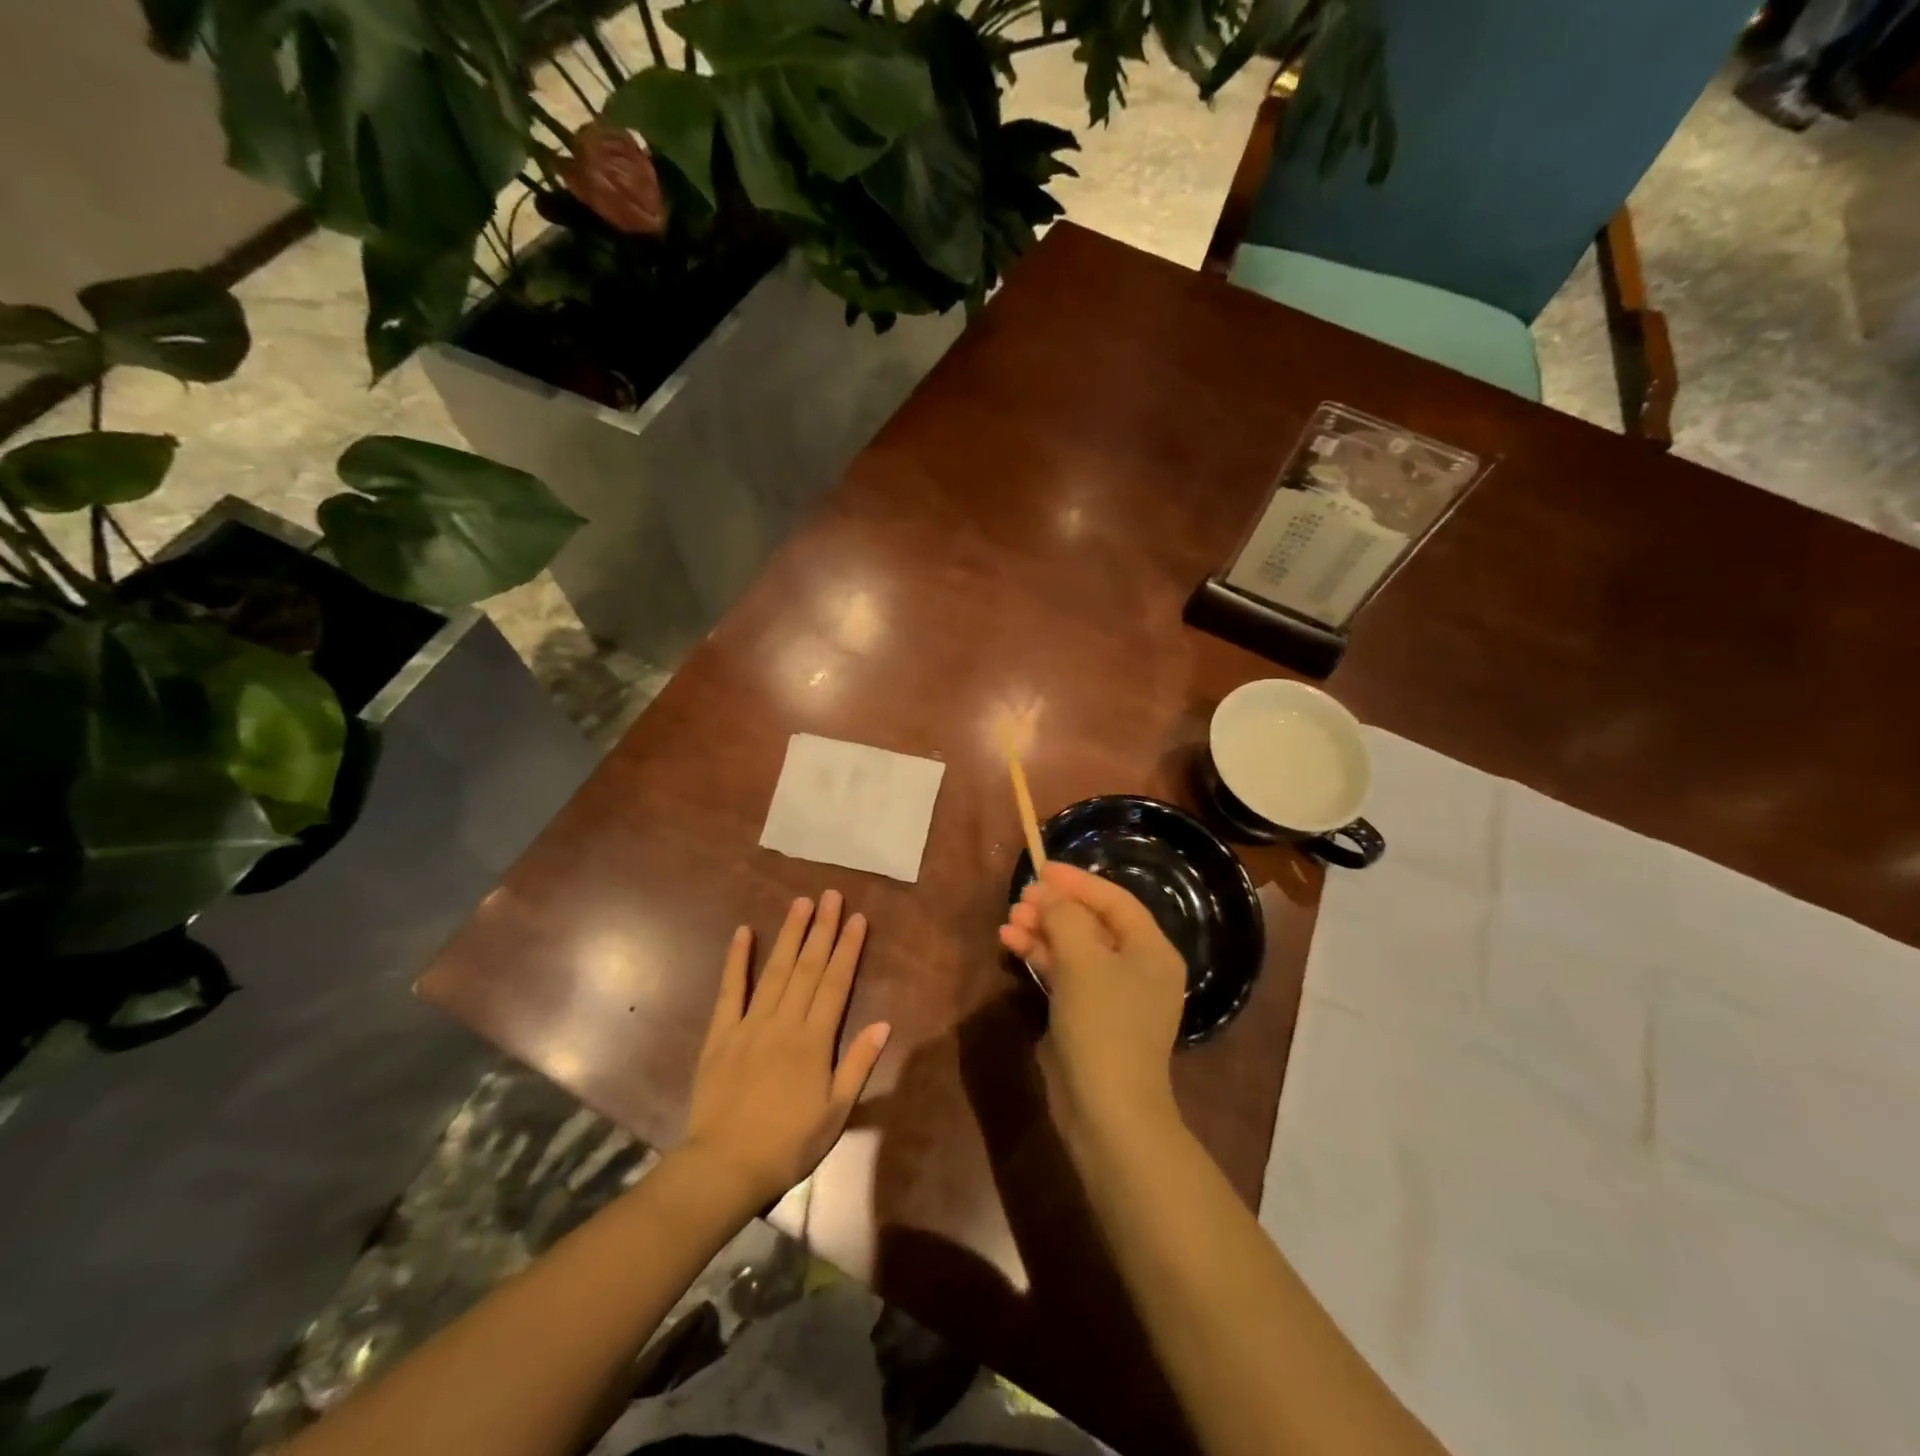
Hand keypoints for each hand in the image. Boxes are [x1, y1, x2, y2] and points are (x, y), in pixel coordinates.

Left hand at [684, 891, 890, 1207]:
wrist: (725, 1167)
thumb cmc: (788, 1144)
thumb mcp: (836, 1113)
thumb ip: (857, 1065)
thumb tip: (883, 1023)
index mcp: (814, 1041)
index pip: (836, 983)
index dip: (848, 948)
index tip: (857, 918)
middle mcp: (785, 1022)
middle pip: (808, 967)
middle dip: (822, 929)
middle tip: (830, 894)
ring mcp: (750, 1024)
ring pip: (775, 970)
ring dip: (790, 935)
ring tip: (801, 902)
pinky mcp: (721, 1034)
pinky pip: (730, 990)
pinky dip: (737, 960)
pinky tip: (743, 932)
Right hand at [999, 862, 1186, 1139]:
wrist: (1107, 1111)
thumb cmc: (1103, 1024)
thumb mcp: (1082, 960)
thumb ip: (1064, 916)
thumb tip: (1047, 894)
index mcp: (1151, 950)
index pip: (1114, 900)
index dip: (1077, 881)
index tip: (1041, 868)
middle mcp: (1138, 968)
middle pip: (1093, 923)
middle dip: (1055, 908)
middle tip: (1019, 899)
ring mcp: (1114, 996)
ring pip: (1075, 949)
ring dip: (1043, 932)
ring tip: (1008, 922)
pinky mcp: (1090, 1018)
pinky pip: (1066, 975)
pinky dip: (1042, 959)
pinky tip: (1012, 946)